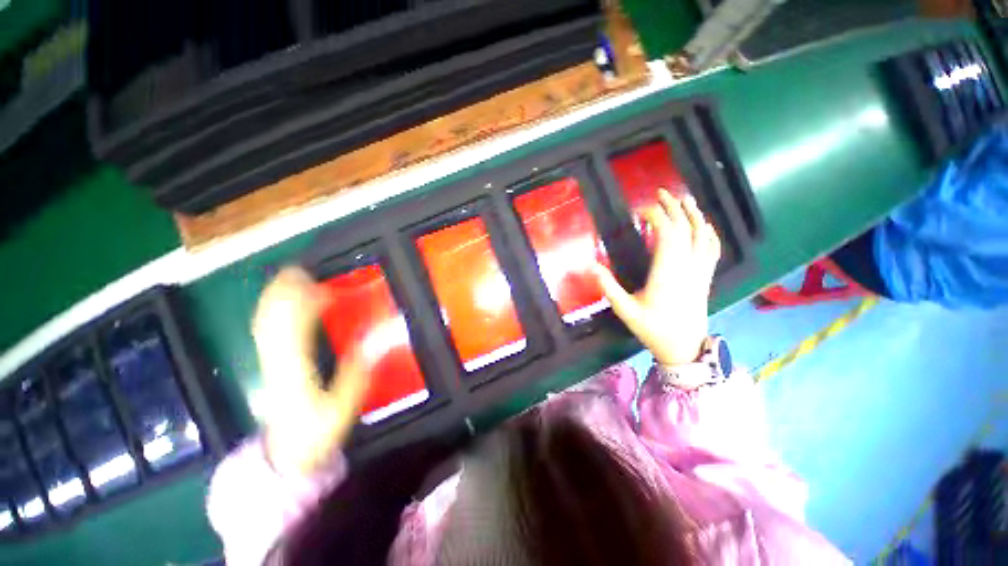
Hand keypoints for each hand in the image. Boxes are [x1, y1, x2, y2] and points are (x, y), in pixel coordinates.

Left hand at [252, 267, 369, 475]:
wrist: (286, 454)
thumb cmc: (317, 431)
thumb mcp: (344, 405)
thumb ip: (358, 371)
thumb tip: (377, 341)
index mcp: (295, 369)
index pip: (294, 328)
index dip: (302, 303)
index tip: (317, 284)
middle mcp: (276, 361)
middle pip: (273, 320)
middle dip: (284, 293)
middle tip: (300, 270)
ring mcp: (268, 363)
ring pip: (265, 324)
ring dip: (276, 299)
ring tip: (291, 279)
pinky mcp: (268, 366)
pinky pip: (265, 333)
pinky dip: (272, 314)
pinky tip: (281, 306)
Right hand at [593, 190, 720, 366]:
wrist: (684, 347)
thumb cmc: (653, 329)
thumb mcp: (626, 310)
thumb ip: (608, 287)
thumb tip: (591, 266)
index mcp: (667, 272)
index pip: (667, 233)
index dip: (656, 216)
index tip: (640, 211)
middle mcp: (686, 266)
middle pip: (685, 228)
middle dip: (672, 207)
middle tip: (660, 194)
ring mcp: (699, 270)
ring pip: (702, 235)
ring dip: (693, 214)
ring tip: (683, 199)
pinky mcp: (705, 276)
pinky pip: (712, 249)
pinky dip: (709, 232)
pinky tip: (704, 225)